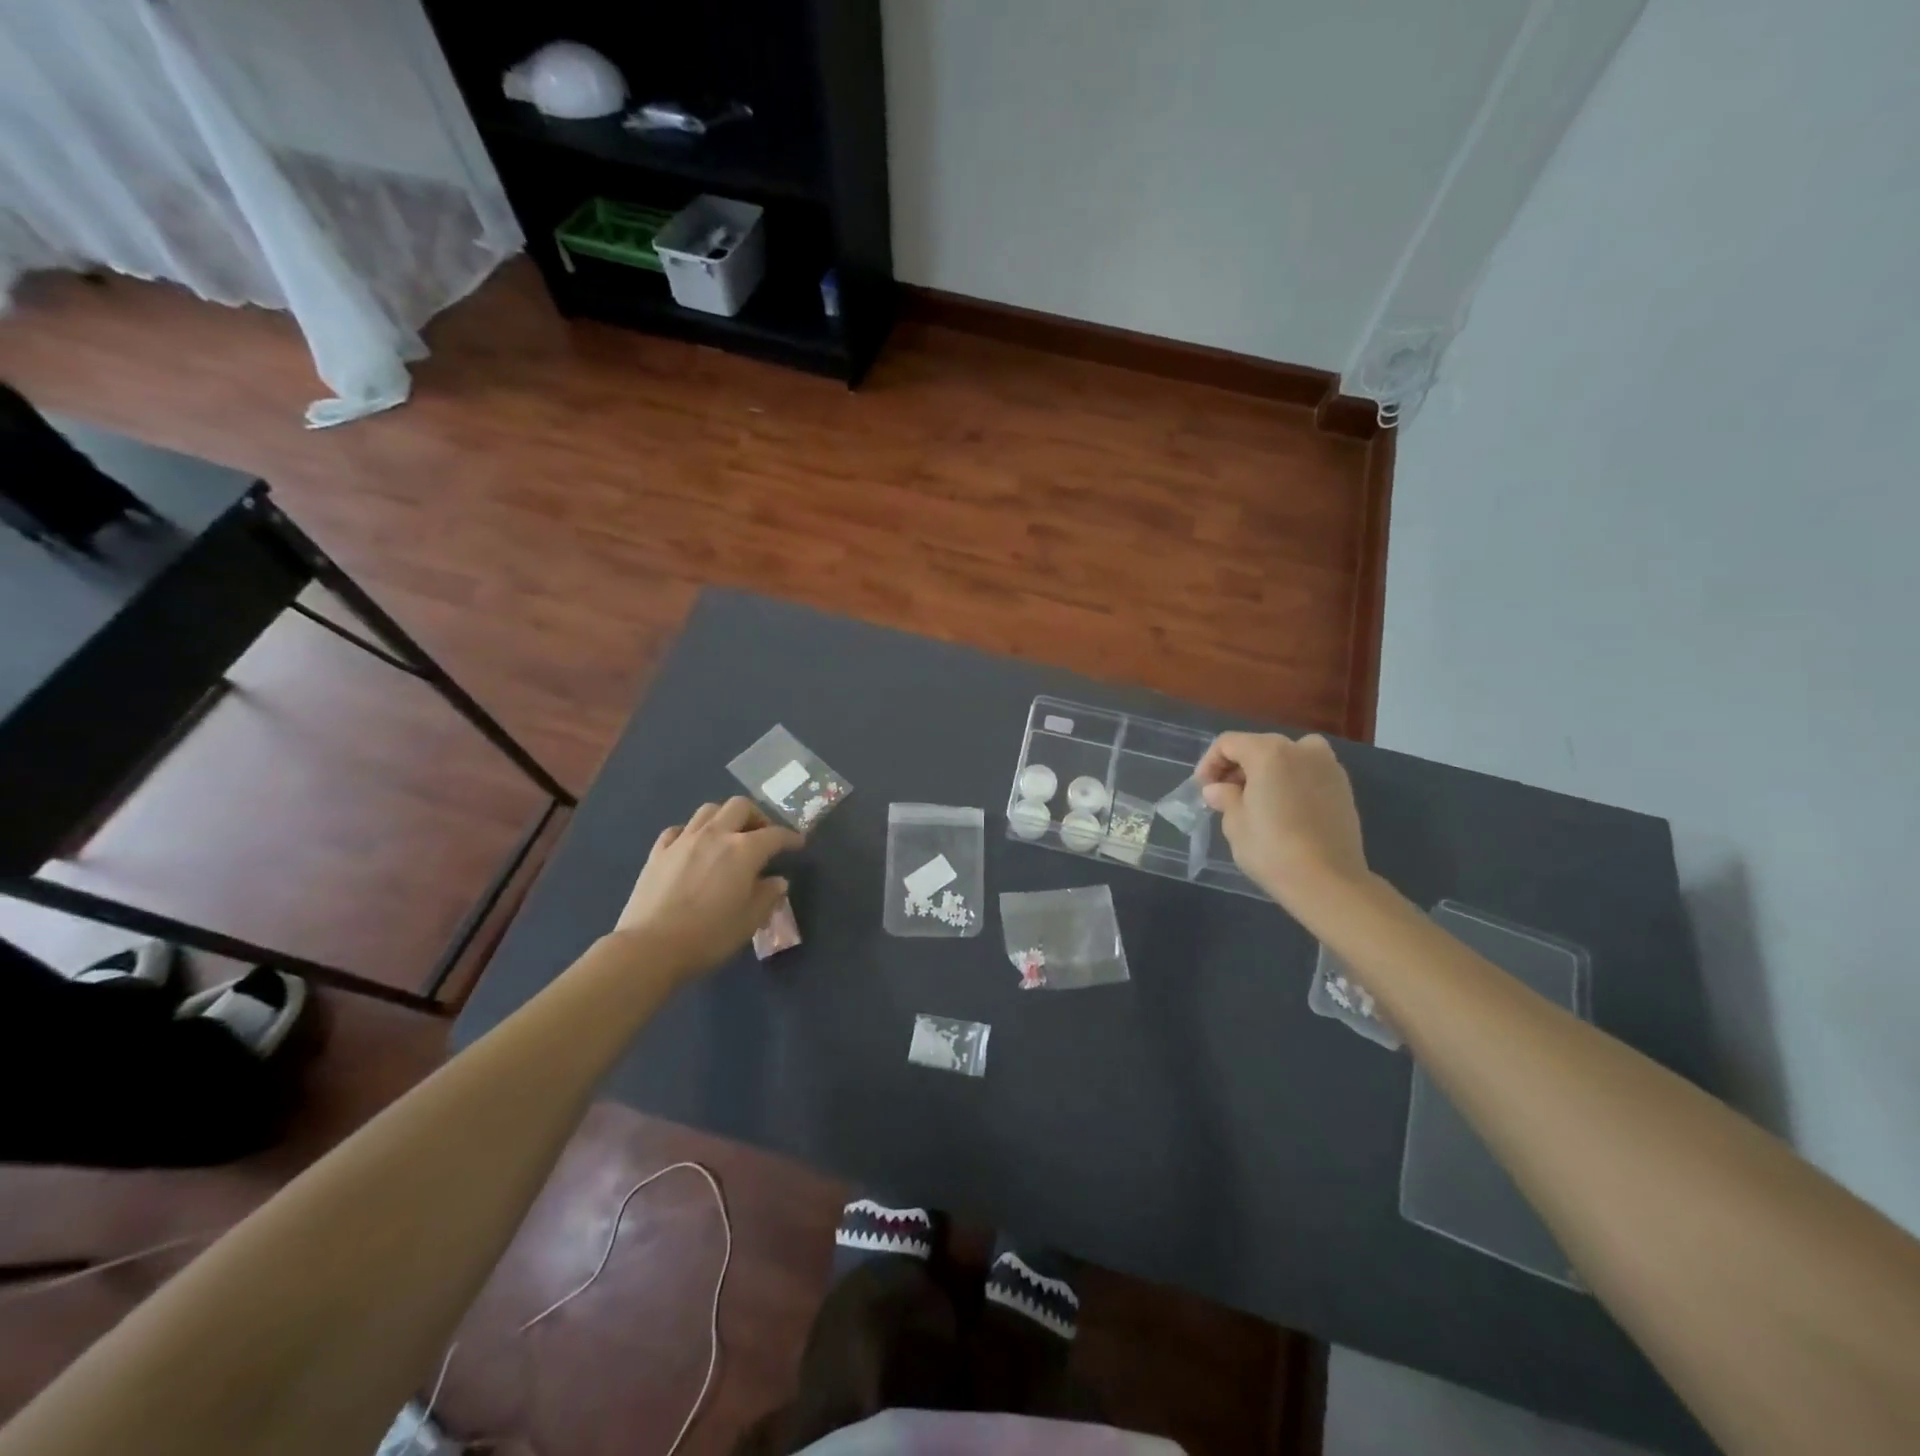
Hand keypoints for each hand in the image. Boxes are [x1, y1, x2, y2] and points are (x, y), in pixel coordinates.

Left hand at [613, 797, 801, 979]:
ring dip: (724, 818)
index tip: (798, 844)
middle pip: (740, 806)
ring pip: (708, 811)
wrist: (650, 948)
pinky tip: (693, 848)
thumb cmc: (709, 936)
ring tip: (728, 837)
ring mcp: (683, 840)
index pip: (775, 835)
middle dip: (757, 816)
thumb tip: (777, 881)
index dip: (790, 837)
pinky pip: (678, 830)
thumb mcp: (750, 921)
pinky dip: (691, 833)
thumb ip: (768, 896)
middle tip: (762, 835)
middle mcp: (715, 835)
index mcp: (744, 850)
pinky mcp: (658, 852)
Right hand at [1196, 732, 1369, 914]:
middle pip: (1259, 746)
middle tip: (1225, 795)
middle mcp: (1301, 749)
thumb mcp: (1235, 823)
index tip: (1203, 788)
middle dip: (1238, 767)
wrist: (1328, 881)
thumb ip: (1225, 797)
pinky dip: (1291, 780)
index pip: (1229, 743)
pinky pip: (1308, 772)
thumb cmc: (1272, 849)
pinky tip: (1283, 808)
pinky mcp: (1343, 787)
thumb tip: (1218, 789)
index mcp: (1269, 752)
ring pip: (1287, 756)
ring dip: (1266, 771)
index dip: (1210, 762)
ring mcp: (1327, 766)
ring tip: (1255, 800)